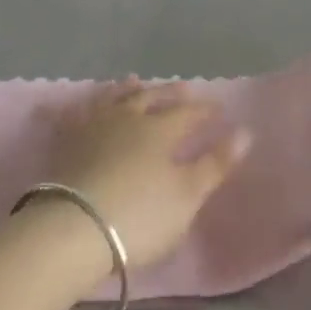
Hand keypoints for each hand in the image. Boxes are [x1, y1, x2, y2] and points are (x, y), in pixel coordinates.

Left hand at [39, 81, 250, 273]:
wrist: (74, 227)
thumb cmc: (140, 215)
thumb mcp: (187, 195)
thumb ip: (215, 164)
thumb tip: (245, 132)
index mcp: (160, 129)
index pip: (187, 112)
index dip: (204, 110)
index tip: (217, 108)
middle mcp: (127, 117)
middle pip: (151, 97)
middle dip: (169, 92)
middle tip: (183, 87)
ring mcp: (93, 125)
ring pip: (113, 98)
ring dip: (128, 89)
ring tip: (135, 81)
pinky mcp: (65, 141)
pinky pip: (72, 114)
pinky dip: (79, 105)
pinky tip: (79, 104)